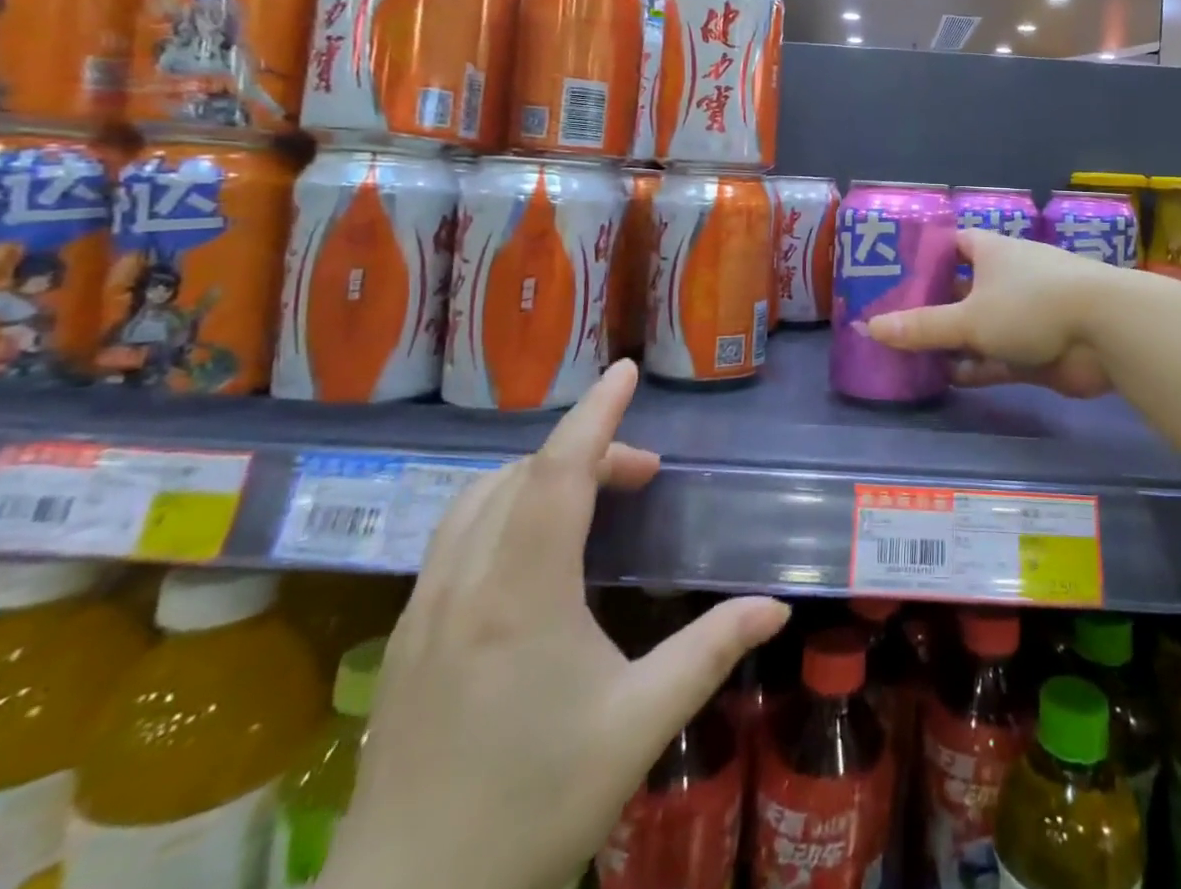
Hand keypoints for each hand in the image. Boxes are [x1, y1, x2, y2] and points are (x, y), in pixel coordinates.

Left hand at [321, 360, 789, 888]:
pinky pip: (455, 535)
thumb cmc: (531, 809)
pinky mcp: (406, 638)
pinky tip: (533, 549)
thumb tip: (775, 607)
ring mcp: (424, 610)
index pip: (557, 472)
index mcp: (520, 595)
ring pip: (477, 499)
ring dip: (538, 475)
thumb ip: (710, 652)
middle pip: (521, 475)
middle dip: (585, 450)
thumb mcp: (637, 726)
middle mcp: (464, 584)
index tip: (625, 370)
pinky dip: (503, 507)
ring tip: (592, 498)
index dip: (595, 414)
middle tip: (643, 473)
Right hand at [867, 230, 1113, 396]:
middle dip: (932, 305)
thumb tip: (871, 327)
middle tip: (892, 322)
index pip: (952, 245)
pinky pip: (996, 357)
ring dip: (951, 341)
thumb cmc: (1030, 304)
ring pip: (978, 327)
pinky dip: (974, 367)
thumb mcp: (969, 317)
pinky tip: (946, 379)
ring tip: (910, 355)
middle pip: (961, 289)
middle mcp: (1006, 278)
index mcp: (990, 252)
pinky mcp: (1036, 349)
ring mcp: (1023, 315)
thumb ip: (922, 326)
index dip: (925, 257)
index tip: (894, 273)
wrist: (1104, 331)